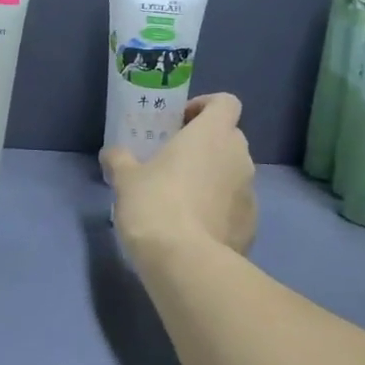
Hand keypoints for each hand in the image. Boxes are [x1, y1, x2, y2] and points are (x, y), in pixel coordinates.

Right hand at [102, 93, 256, 260]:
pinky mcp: (252, 225)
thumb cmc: (155, 204)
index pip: (226, 102)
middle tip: (174, 162)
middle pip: (229, 137)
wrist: (185, 262)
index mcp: (213, 134)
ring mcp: (250, 192)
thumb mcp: (126, 179)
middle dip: (206, 145)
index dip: (205, 106)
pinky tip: (193, 229)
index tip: (181, 122)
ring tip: (182, 199)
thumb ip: (120, 159)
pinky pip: (235, 207)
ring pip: (233, 173)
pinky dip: (219, 210)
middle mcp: (239, 156)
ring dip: (213, 178)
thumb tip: (112, 154)